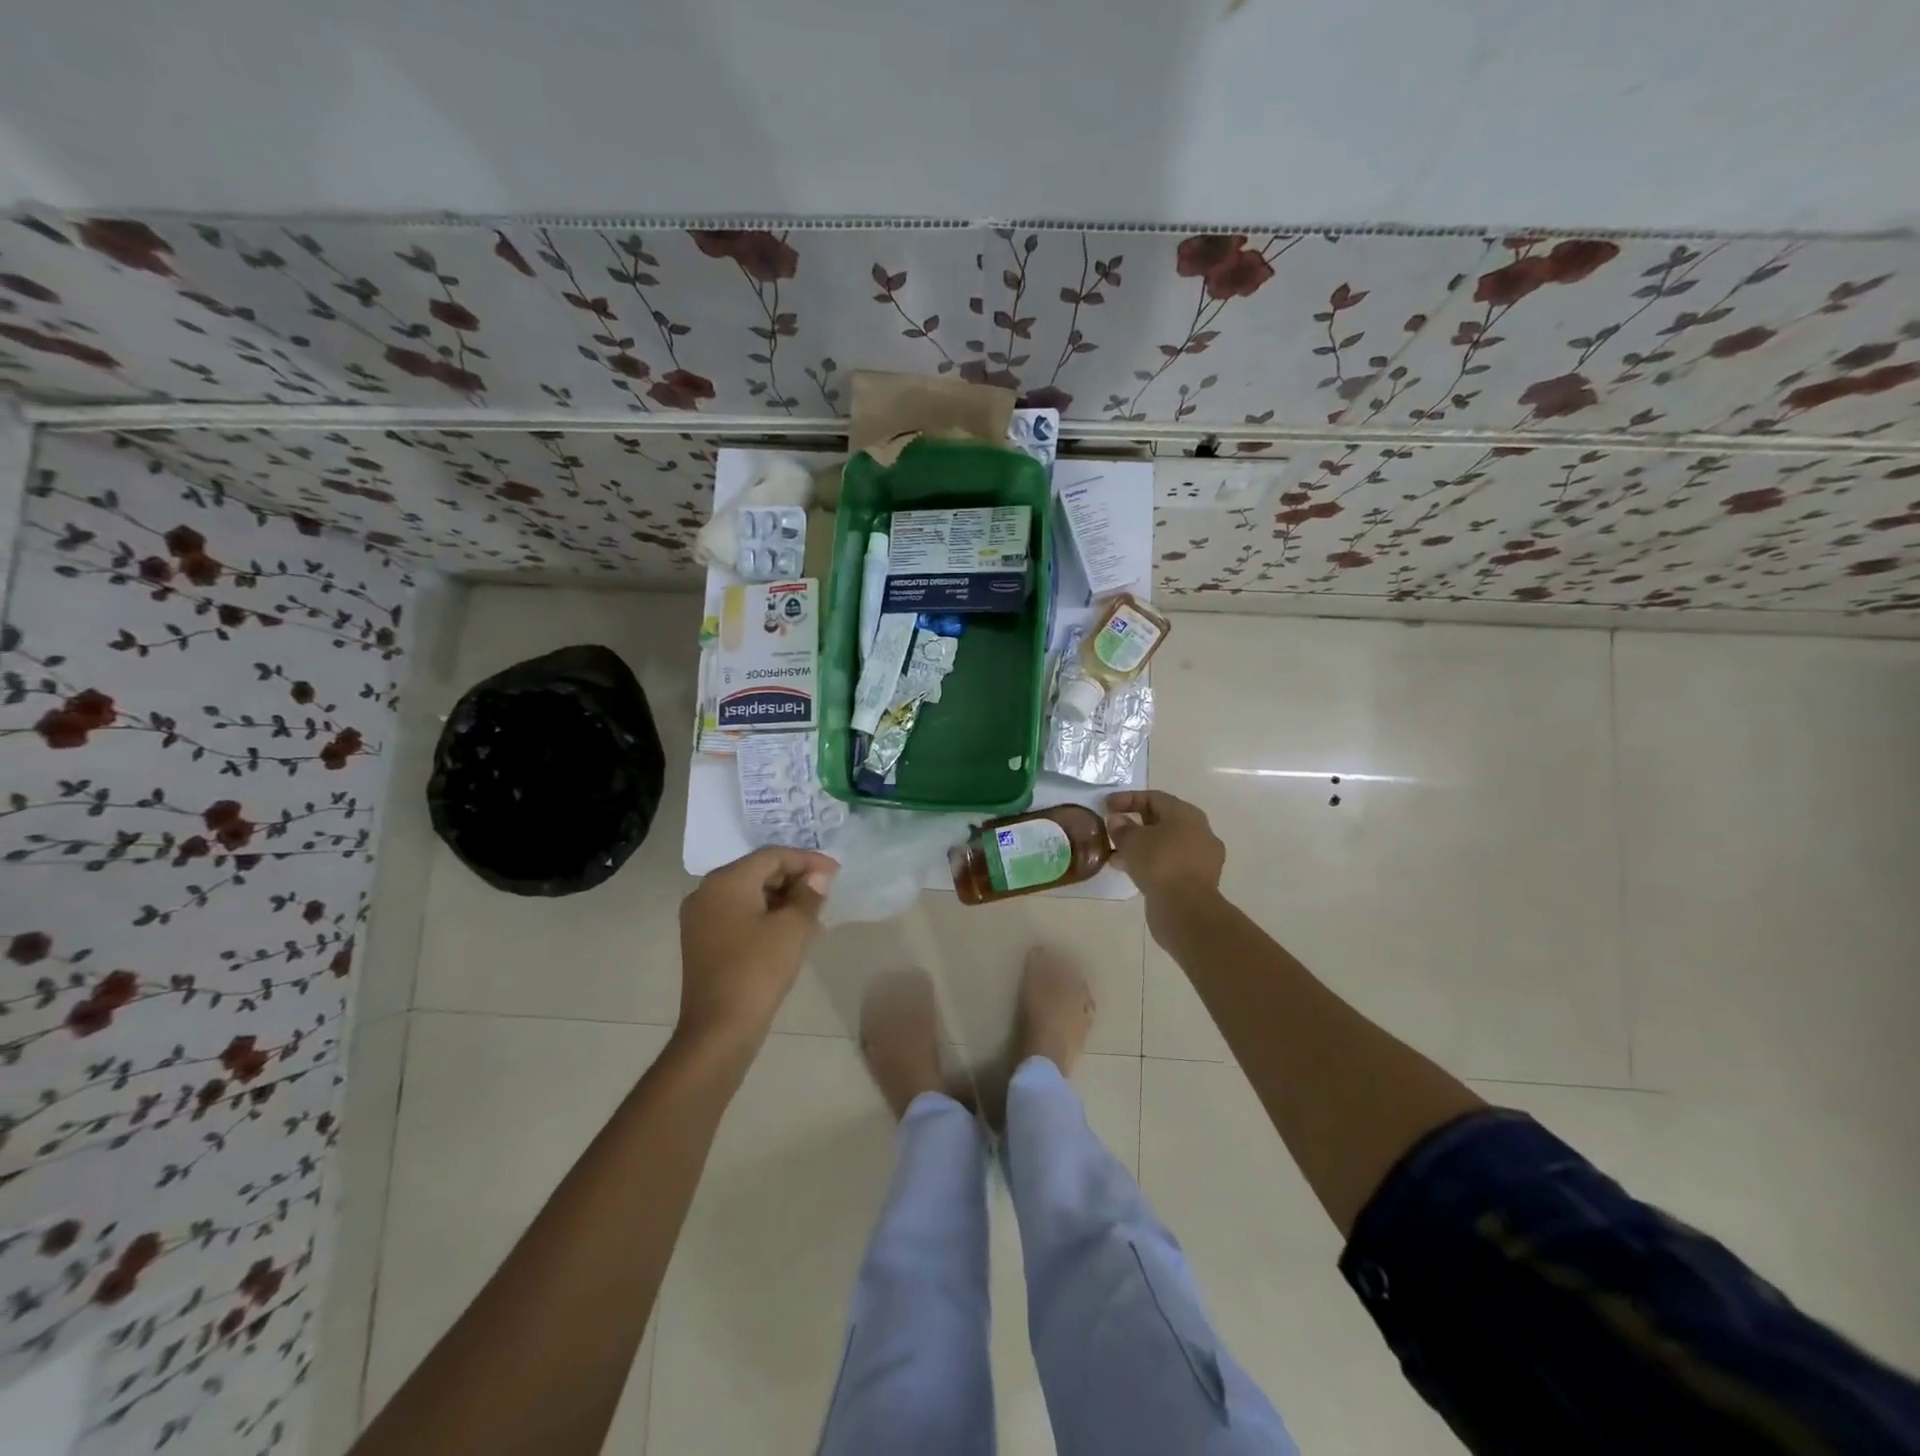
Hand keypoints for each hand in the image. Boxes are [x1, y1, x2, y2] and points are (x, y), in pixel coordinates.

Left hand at [678, 848, 836, 1053]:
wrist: (719, 1029)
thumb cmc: (758, 970)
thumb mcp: (793, 928)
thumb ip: (808, 894)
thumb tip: (817, 877)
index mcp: (726, 881)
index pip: (772, 856)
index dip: (807, 860)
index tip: (836, 871)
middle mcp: (706, 891)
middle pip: (758, 871)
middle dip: (794, 878)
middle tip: (825, 891)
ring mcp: (700, 917)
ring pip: (748, 893)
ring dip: (782, 898)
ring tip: (813, 911)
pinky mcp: (702, 940)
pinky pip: (739, 913)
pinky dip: (765, 914)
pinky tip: (789, 929)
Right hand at [1106, 790, 1225, 901]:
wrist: (1187, 909)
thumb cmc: (1159, 863)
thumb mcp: (1132, 841)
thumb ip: (1121, 827)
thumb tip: (1117, 820)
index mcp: (1186, 814)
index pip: (1154, 797)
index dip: (1127, 799)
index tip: (1106, 806)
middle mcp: (1199, 831)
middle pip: (1162, 820)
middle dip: (1135, 824)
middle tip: (1113, 830)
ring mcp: (1202, 857)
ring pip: (1165, 844)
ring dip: (1141, 847)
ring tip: (1116, 856)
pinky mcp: (1198, 880)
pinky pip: (1170, 863)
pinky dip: (1151, 863)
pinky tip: (1131, 871)